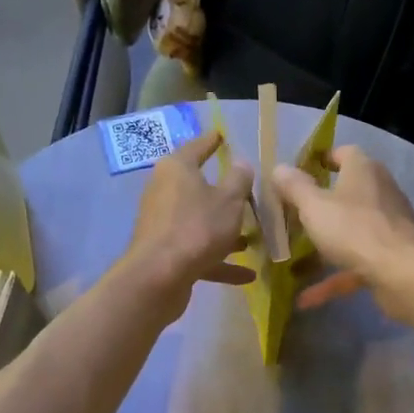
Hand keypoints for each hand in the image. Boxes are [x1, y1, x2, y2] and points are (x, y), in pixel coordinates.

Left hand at [123, 130, 255, 321]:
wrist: (160, 277)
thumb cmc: (197, 227)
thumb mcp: (230, 200)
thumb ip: (239, 180)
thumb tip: (241, 163)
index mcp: (177, 169)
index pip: (197, 147)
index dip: (212, 141)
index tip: (223, 135)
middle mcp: (165, 192)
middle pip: (198, 188)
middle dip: (224, 194)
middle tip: (249, 193)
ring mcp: (163, 224)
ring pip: (200, 222)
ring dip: (225, 231)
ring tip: (253, 239)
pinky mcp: (166, 253)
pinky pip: (199, 251)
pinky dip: (220, 261)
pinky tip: (248, 275)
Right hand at [271, 146, 413, 324]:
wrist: (402, 274)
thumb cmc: (354, 229)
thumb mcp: (314, 206)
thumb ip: (294, 187)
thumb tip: (278, 168)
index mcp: (363, 171)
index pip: (344, 153)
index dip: (321, 159)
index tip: (298, 174)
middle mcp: (379, 193)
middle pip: (346, 193)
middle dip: (319, 206)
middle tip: (290, 217)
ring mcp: (386, 227)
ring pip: (349, 232)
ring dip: (324, 245)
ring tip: (294, 259)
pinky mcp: (389, 258)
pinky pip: (354, 265)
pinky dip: (332, 279)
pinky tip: (305, 299)